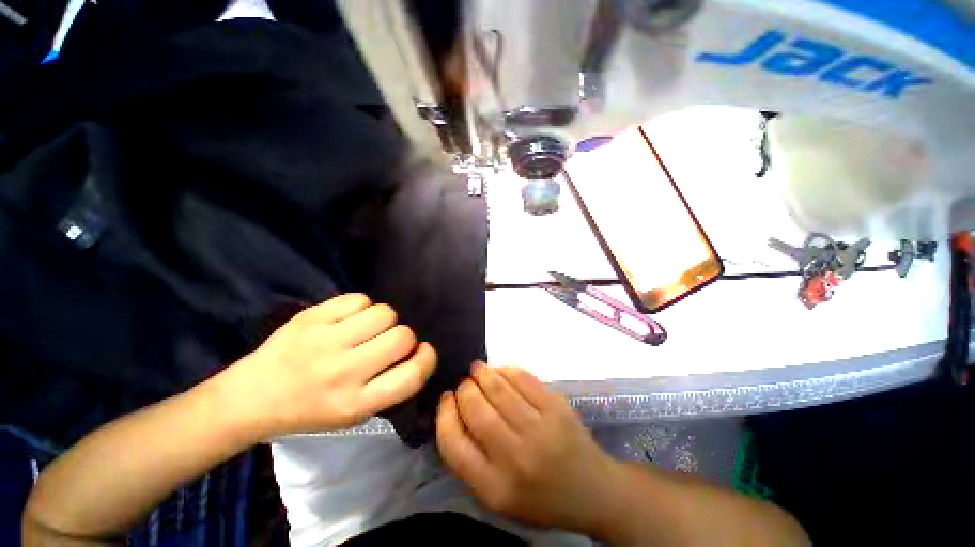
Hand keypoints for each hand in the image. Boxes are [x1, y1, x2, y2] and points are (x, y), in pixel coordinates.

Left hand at [217, 293, 436, 439]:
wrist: (252, 397)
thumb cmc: (309, 410)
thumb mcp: (353, 415)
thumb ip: (388, 386)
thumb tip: (415, 352)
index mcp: (355, 404)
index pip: (412, 375)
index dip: (426, 358)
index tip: (422, 352)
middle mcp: (343, 372)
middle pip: (402, 336)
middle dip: (403, 336)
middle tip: (387, 342)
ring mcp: (324, 341)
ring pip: (384, 313)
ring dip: (384, 320)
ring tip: (367, 329)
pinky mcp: (310, 317)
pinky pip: (359, 299)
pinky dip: (362, 306)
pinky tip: (348, 318)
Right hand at [435, 364, 619, 533]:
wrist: (593, 491)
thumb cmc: (540, 498)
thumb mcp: (498, 497)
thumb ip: (470, 461)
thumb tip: (454, 412)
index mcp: (495, 488)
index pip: (453, 443)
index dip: (444, 414)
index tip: (446, 399)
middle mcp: (515, 457)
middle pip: (476, 409)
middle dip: (464, 389)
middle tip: (464, 383)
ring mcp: (539, 428)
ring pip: (499, 388)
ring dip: (482, 373)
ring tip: (476, 369)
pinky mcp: (556, 407)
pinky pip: (523, 379)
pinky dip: (506, 370)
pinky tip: (500, 370)